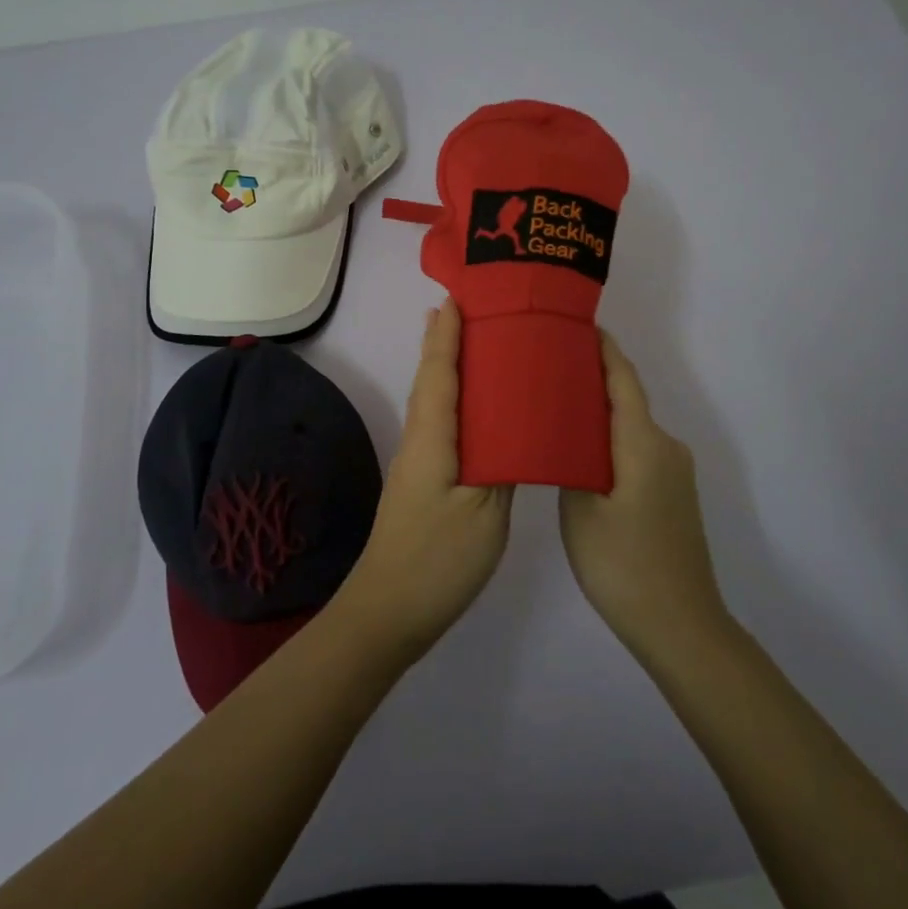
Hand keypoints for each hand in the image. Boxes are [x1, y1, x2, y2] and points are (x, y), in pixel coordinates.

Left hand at [333, 300, 512, 663]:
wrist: (389, 611)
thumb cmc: (438, 560)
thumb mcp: (485, 512)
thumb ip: (504, 463)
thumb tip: (518, 425)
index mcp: (433, 438)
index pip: (440, 372)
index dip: (447, 334)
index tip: (456, 297)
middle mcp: (420, 441)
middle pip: (431, 379)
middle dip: (445, 341)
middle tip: (471, 309)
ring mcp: (419, 463)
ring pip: (434, 402)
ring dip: (448, 367)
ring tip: (473, 343)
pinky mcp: (424, 482)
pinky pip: (441, 425)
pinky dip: (455, 401)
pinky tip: (475, 409)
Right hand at [559, 331, 732, 660]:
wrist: (680, 624)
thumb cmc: (622, 564)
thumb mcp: (581, 509)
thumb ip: (572, 460)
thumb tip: (565, 430)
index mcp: (644, 443)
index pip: (623, 380)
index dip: (604, 350)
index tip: (578, 325)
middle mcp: (666, 447)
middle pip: (627, 400)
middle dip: (591, 379)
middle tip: (547, 368)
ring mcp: (674, 472)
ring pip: (631, 428)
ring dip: (599, 413)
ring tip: (555, 406)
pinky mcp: (673, 493)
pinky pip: (637, 450)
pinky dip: (611, 440)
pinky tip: (581, 451)